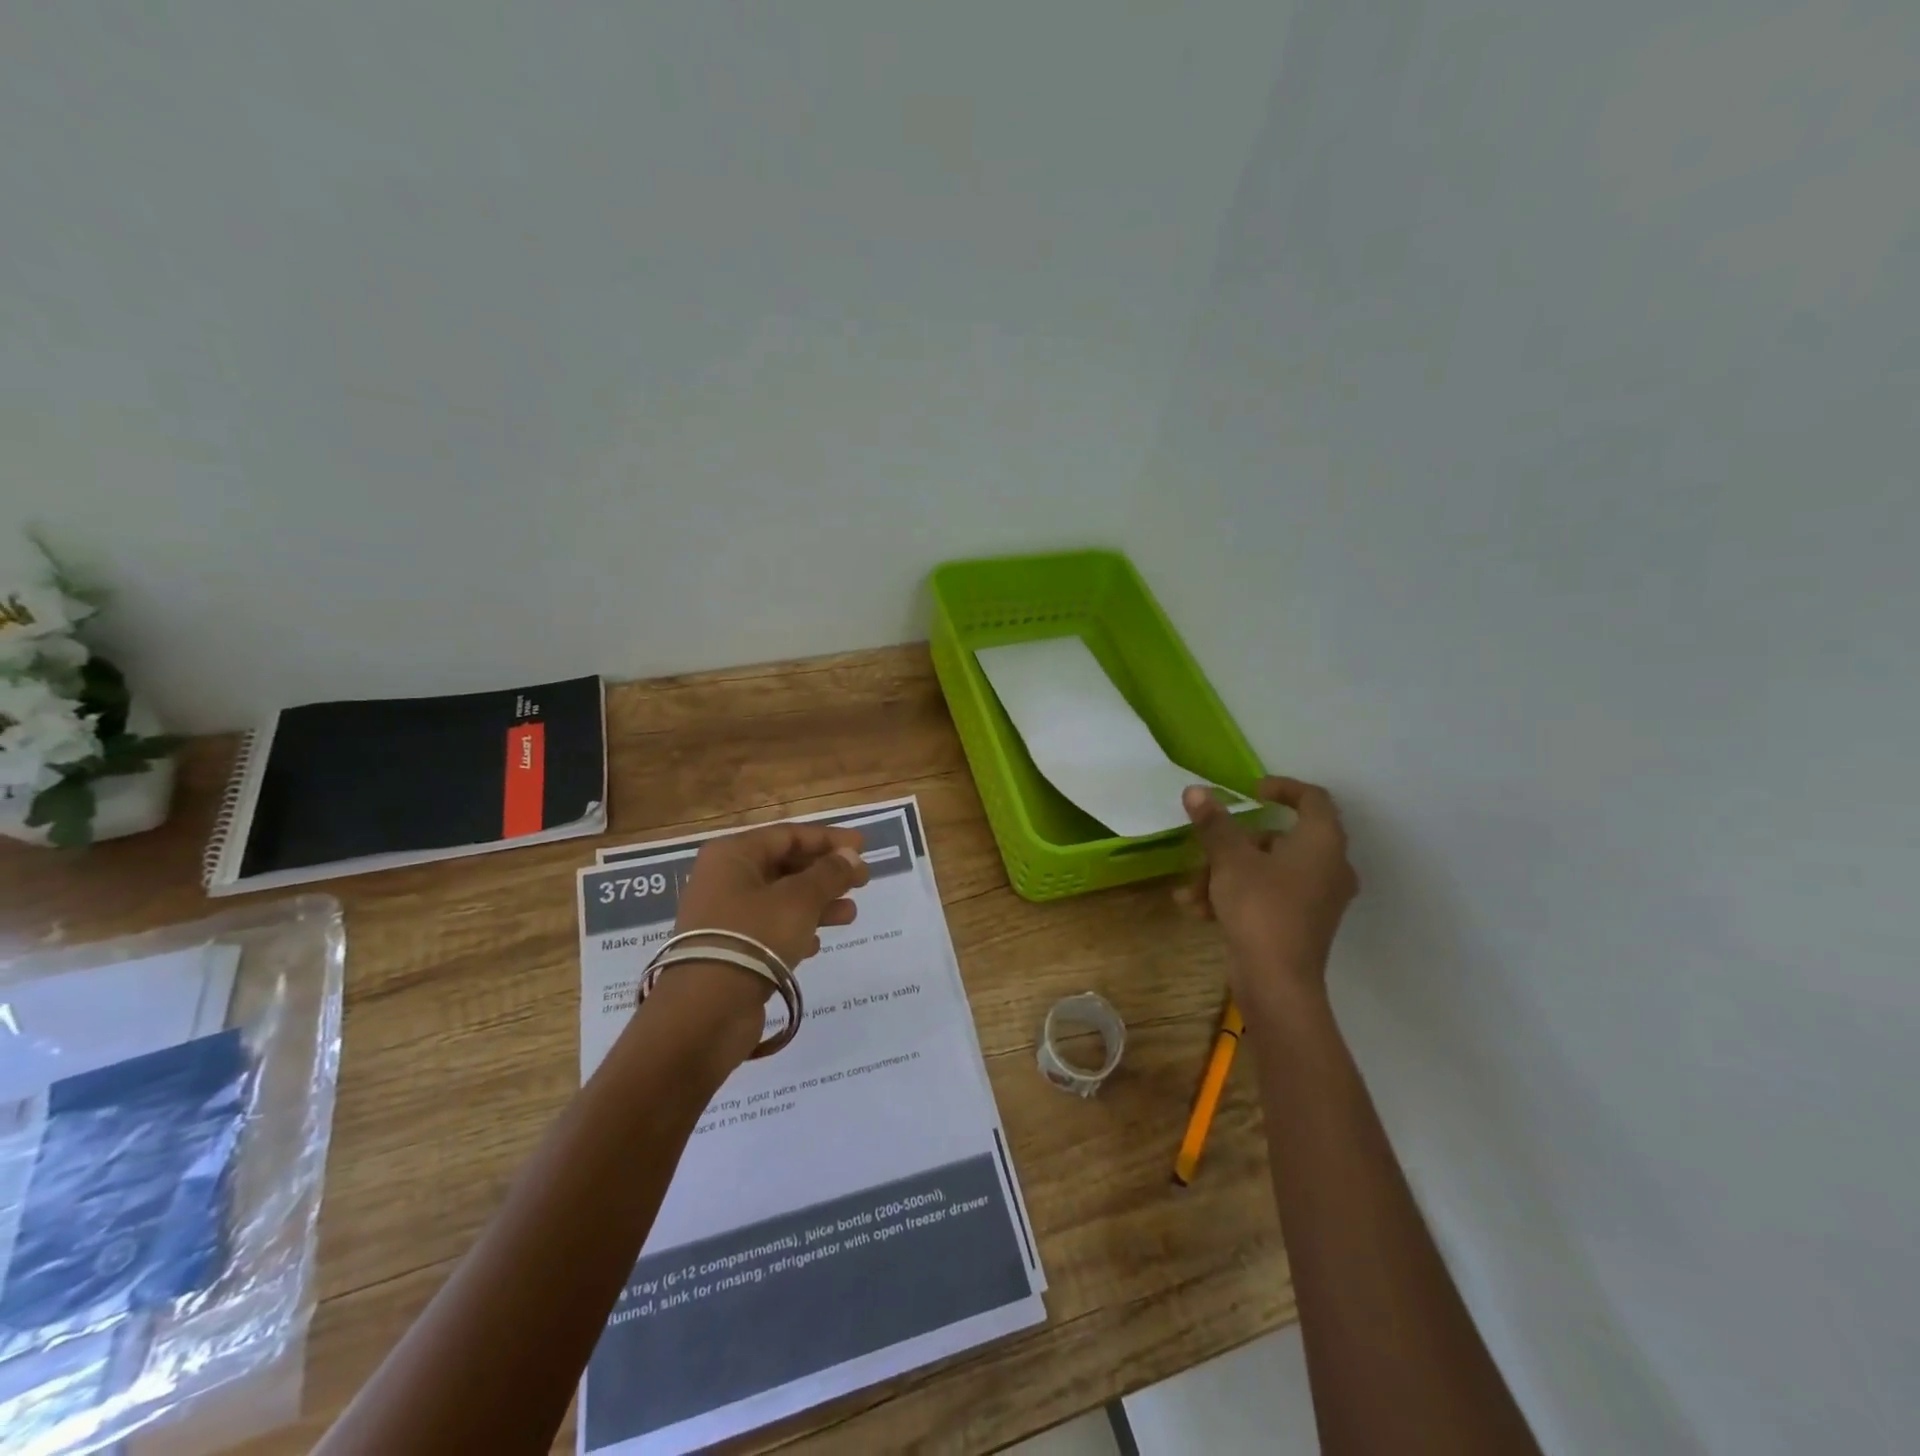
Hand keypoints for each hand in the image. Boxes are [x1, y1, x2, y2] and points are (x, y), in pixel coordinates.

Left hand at [645, 822, 870, 1060]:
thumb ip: (829, 874)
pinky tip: (817, 944)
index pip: (788, 835)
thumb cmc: (754, 937)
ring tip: (850, 915)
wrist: (705, 1011)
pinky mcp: (729, 950)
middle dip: (825, 874)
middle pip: (784, 866)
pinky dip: (796, 930)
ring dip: (817, 904)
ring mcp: (724, 916)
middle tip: (862, 882)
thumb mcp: (800, 900)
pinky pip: (769, 929)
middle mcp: (724, 879)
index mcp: (734, 855)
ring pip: (780, 899)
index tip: (863, 847)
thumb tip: (851, 856)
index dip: (829, 839)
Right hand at [1176, 777, 1358, 1010]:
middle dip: (1232, 845)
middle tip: (1204, 854)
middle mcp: (1329, 866)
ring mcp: (1318, 898)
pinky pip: (1269, 896)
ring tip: (1191, 894)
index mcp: (1322, 842)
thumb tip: (1196, 790)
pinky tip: (1200, 911)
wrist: (1277, 982)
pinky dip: (1237, 896)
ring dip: (1225, 875)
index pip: (1312, 799)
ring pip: (1267, 870)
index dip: (1282, 788)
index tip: (1251, 792)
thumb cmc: (1260, 908)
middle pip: (1278, 839)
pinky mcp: (1303, 924)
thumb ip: (1214, 823)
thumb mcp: (1230, 859)